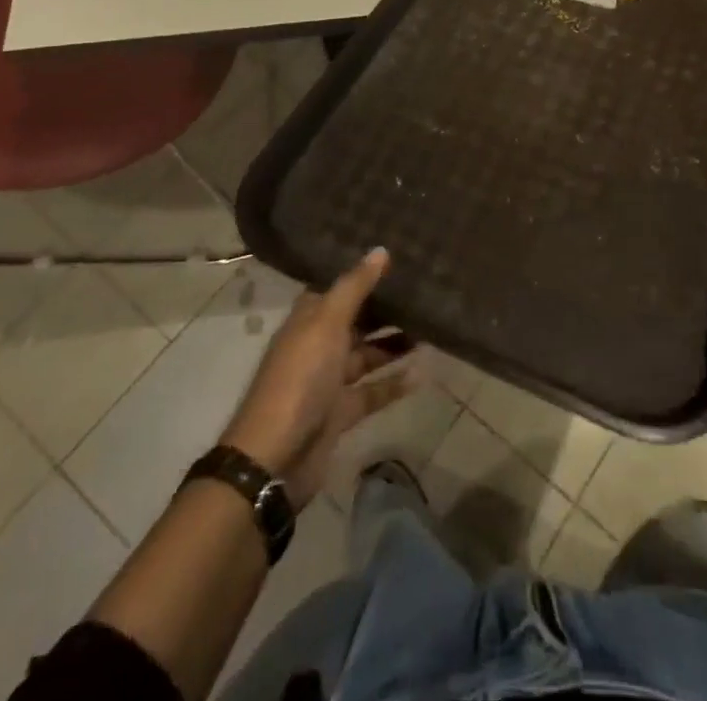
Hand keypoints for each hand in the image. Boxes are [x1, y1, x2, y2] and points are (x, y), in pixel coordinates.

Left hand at [221, 248, 415, 504]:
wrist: (275, 457)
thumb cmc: (300, 378)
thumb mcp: (327, 324)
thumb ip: (355, 287)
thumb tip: (381, 250)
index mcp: (309, 319)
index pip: (339, 287)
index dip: (364, 272)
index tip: (399, 256)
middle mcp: (319, 344)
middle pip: (357, 319)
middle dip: (386, 307)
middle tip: (425, 289)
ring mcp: (329, 380)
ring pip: (367, 353)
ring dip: (394, 342)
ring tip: (431, 327)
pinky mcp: (341, 411)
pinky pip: (373, 390)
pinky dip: (395, 382)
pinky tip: (424, 372)